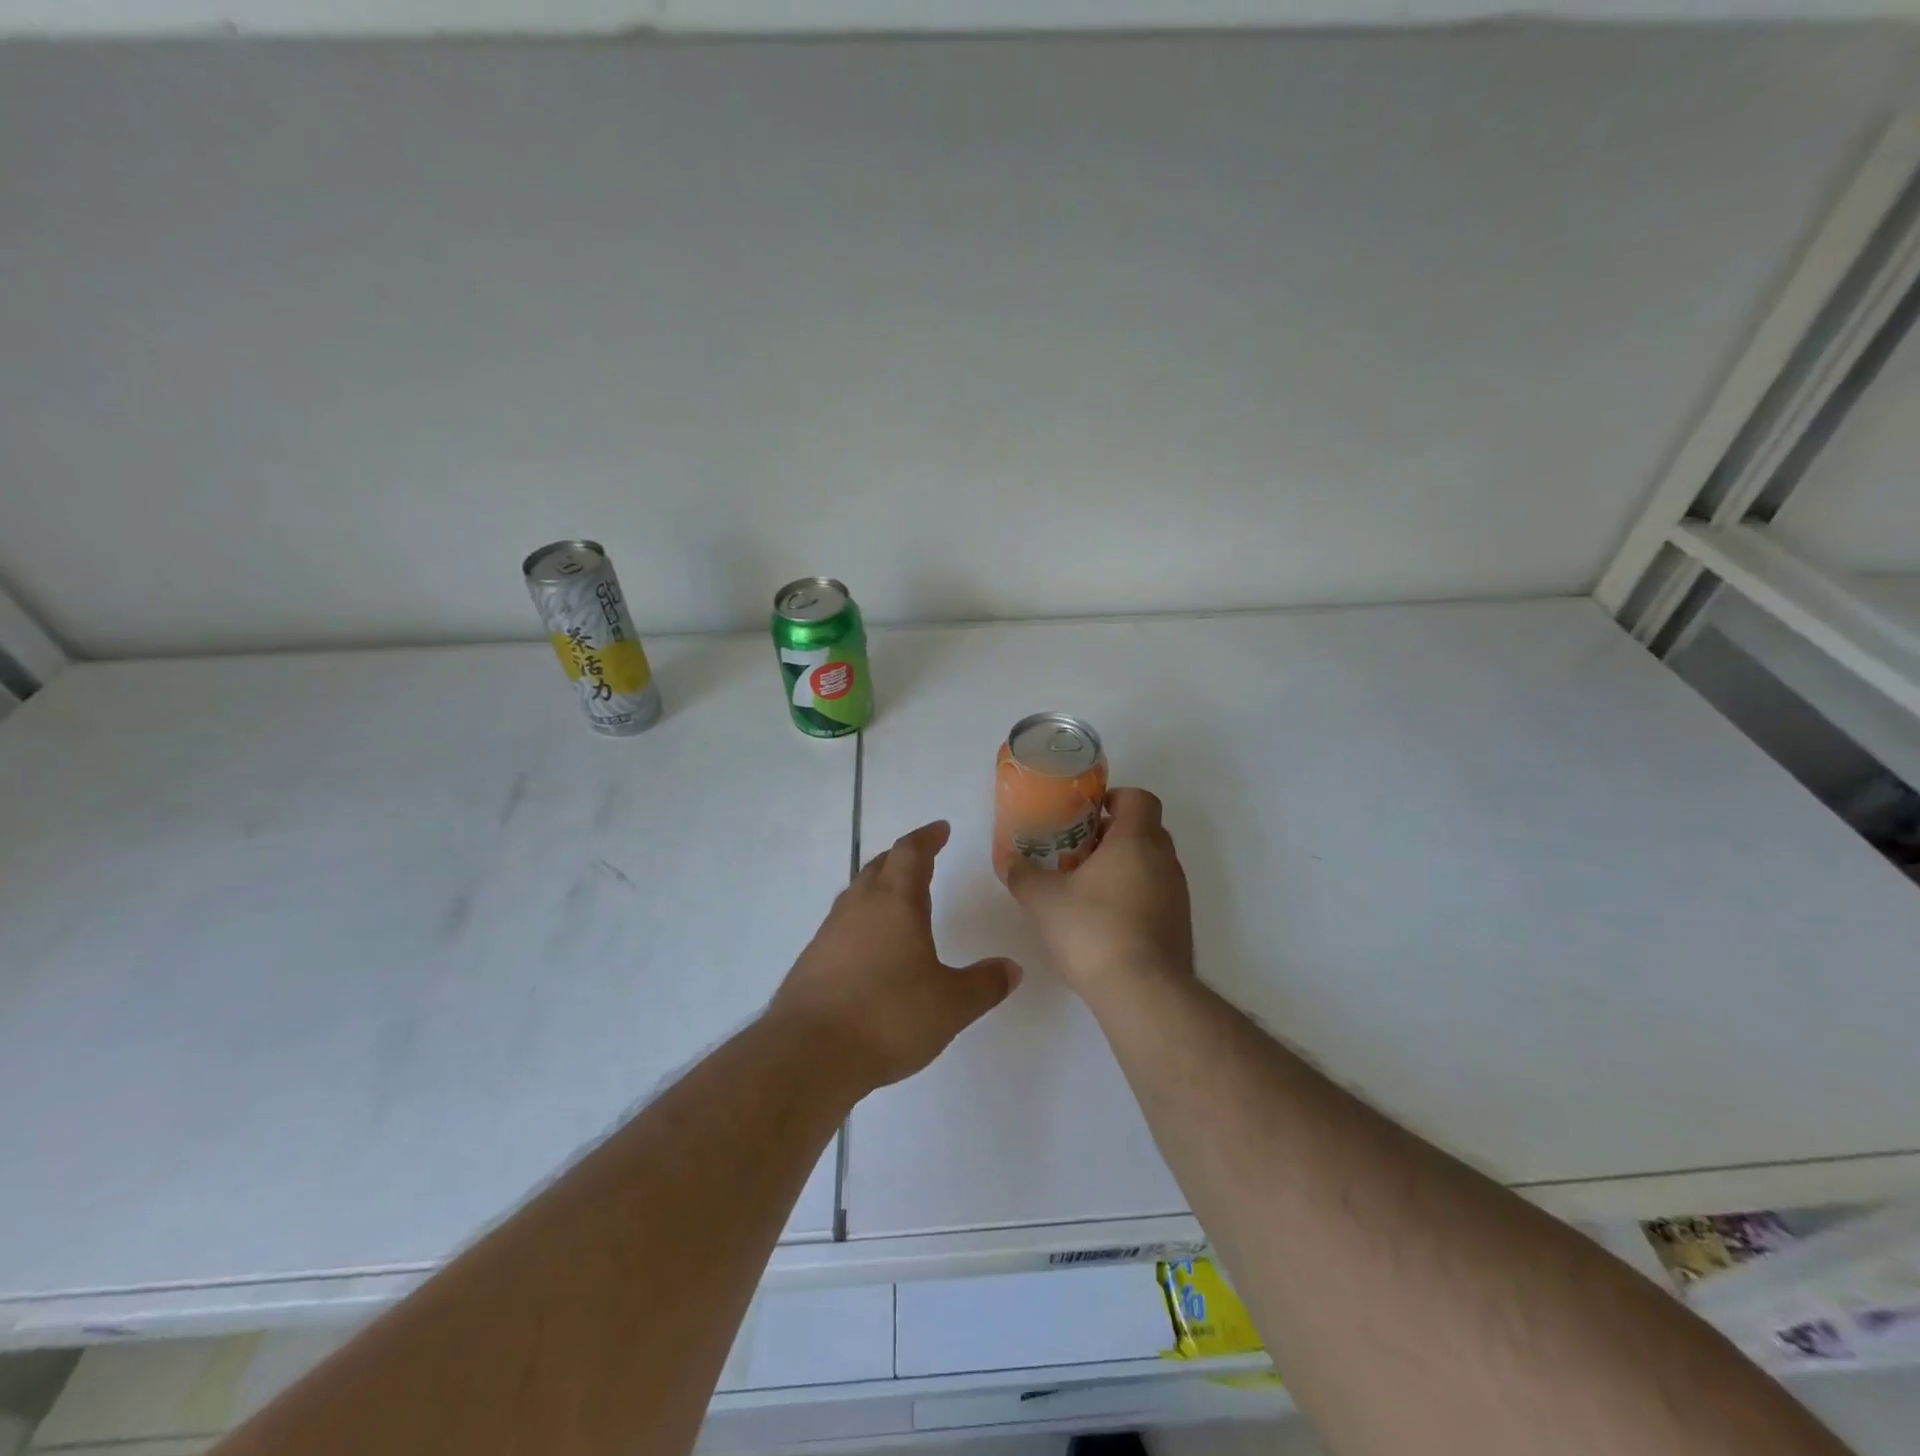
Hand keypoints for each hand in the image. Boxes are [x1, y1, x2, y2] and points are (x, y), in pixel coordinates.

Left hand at [772, 820, 1021, 1093]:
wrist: (809, 1052)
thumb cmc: (888, 1017)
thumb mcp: (950, 1005)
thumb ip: (984, 984)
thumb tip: (1012, 968)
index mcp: (896, 902)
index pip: (911, 853)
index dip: (927, 837)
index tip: (941, 829)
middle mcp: (860, 906)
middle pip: (880, 866)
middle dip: (902, 857)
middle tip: (922, 859)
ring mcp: (830, 931)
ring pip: (857, 893)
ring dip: (879, 886)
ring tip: (897, 899)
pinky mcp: (812, 959)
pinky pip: (842, 923)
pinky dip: (862, 920)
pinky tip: (870, 947)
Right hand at [1006, 787, 1193, 1002]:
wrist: (1144, 993)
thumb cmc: (1093, 930)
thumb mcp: (1043, 900)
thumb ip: (1024, 875)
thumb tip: (1011, 862)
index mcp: (1137, 840)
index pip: (1139, 798)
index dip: (1115, 798)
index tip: (1088, 815)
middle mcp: (1165, 861)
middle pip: (1145, 830)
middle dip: (1112, 836)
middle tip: (1077, 852)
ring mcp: (1178, 895)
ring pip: (1152, 865)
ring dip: (1123, 868)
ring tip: (1086, 889)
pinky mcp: (1180, 926)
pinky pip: (1157, 895)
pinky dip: (1135, 896)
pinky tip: (1105, 922)